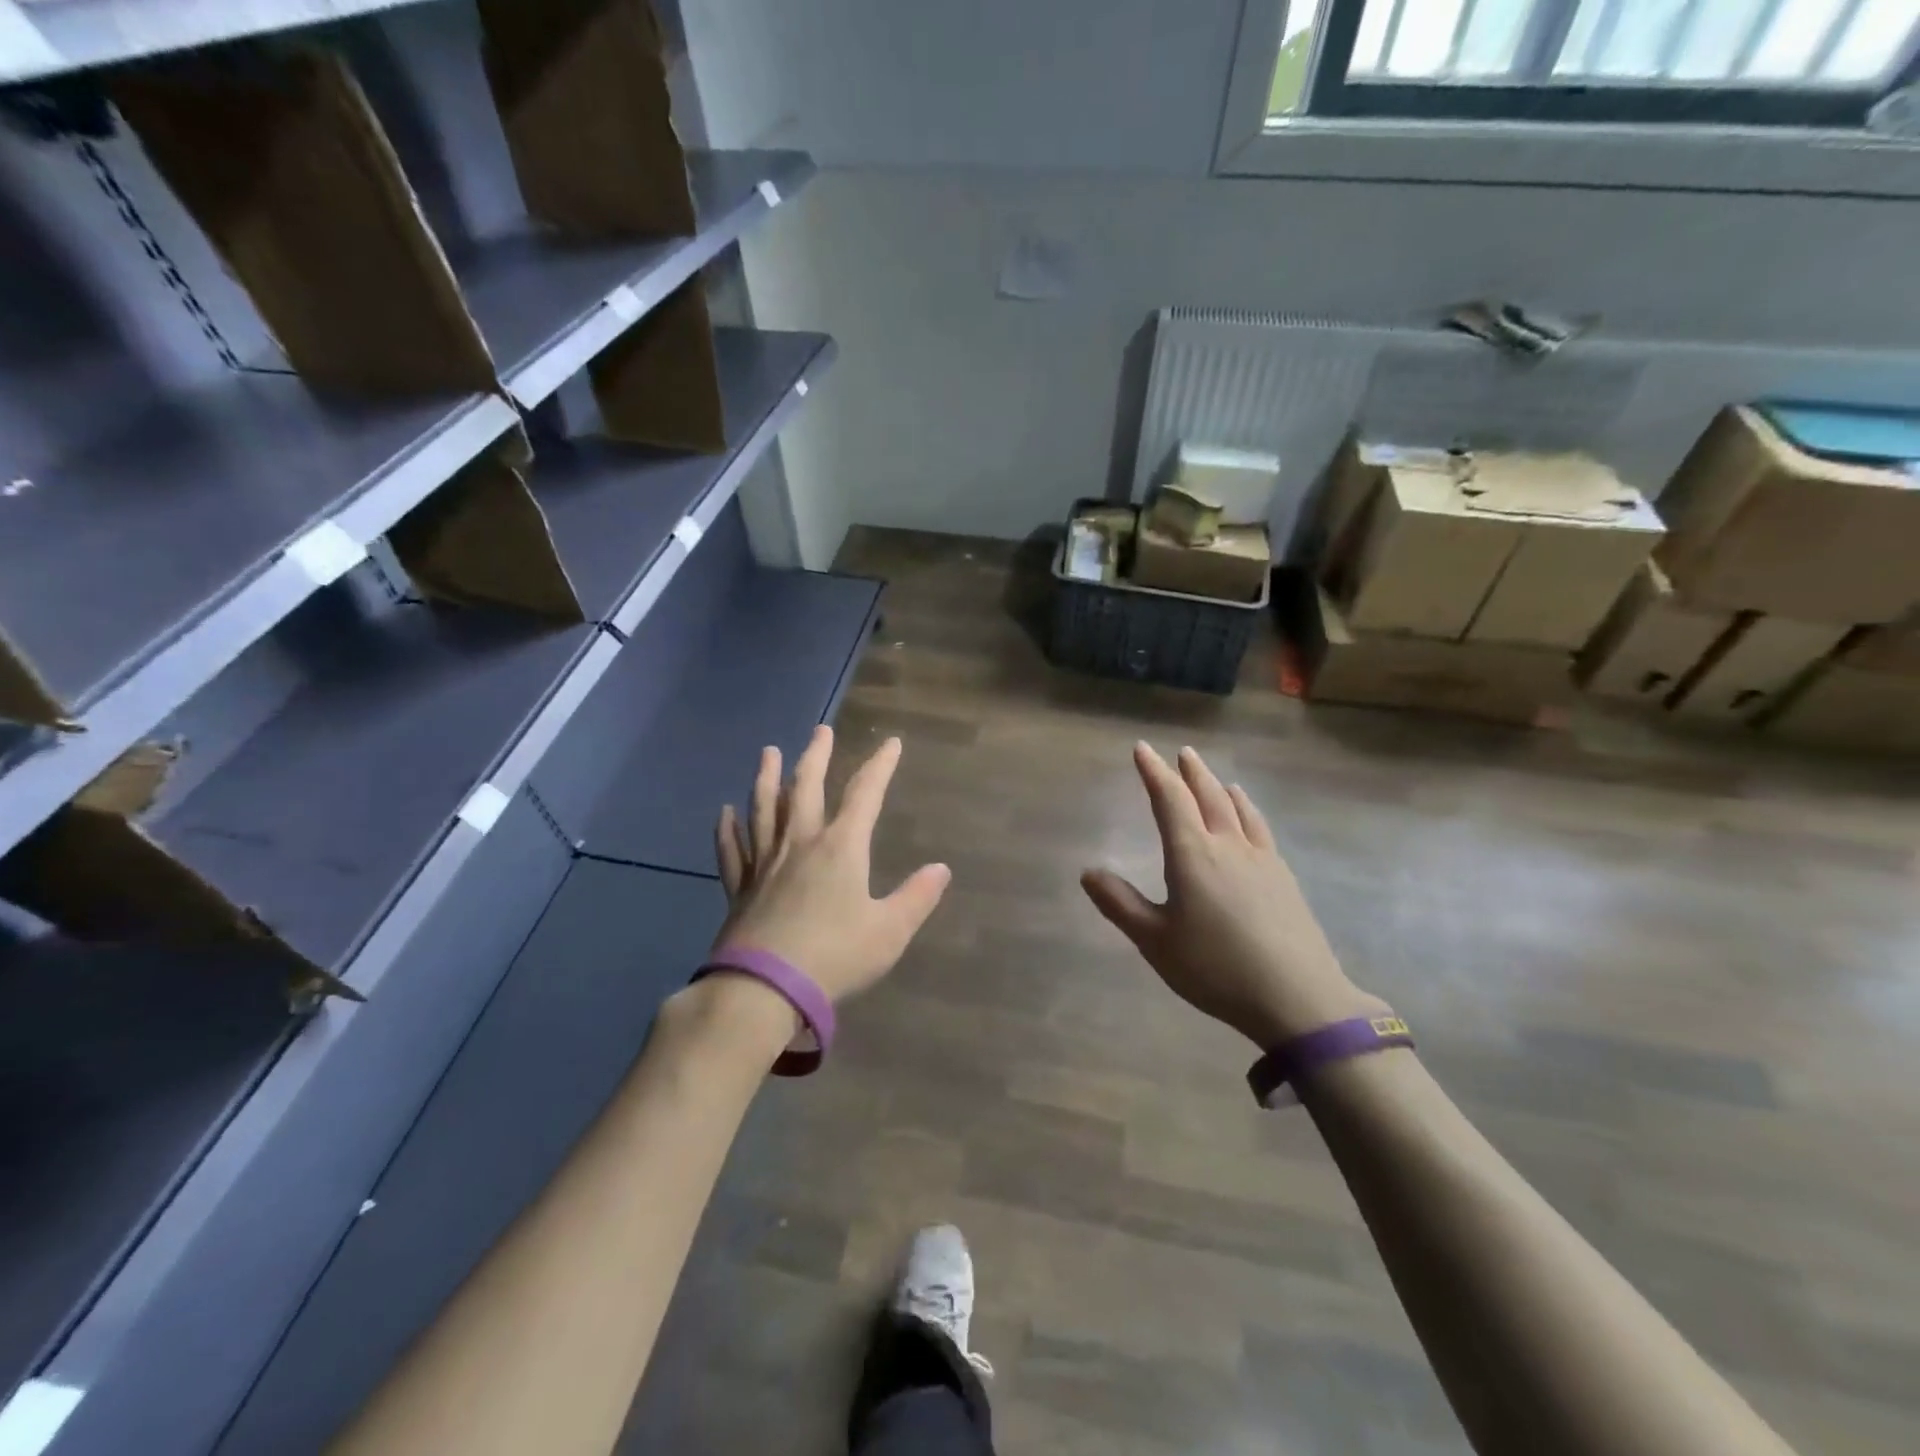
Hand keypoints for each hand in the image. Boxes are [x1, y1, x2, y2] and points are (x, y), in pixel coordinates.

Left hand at [713, 726, 949, 1003]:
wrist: (765, 989)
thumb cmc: (835, 956)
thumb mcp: (889, 931)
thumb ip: (917, 897)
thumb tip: (941, 869)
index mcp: (841, 848)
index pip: (865, 794)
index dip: (880, 766)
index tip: (890, 743)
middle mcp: (801, 843)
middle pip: (807, 788)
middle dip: (816, 756)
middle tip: (820, 730)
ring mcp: (765, 863)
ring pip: (764, 809)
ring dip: (767, 778)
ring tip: (768, 752)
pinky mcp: (740, 887)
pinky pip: (731, 849)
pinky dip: (727, 828)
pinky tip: (724, 811)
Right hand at [1082, 743, 1384, 1048]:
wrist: (1297, 996)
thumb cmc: (1216, 968)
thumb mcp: (1156, 941)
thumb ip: (1121, 904)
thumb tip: (1088, 873)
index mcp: (1192, 855)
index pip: (1170, 800)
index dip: (1153, 772)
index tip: (1142, 749)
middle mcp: (1227, 845)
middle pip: (1207, 796)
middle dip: (1190, 772)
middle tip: (1181, 752)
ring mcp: (1261, 858)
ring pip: (1237, 808)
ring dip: (1219, 786)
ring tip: (1213, 776)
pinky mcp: (1283, 876)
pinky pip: (1259, 827)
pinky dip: (1247, 809)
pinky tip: (1249, 815)